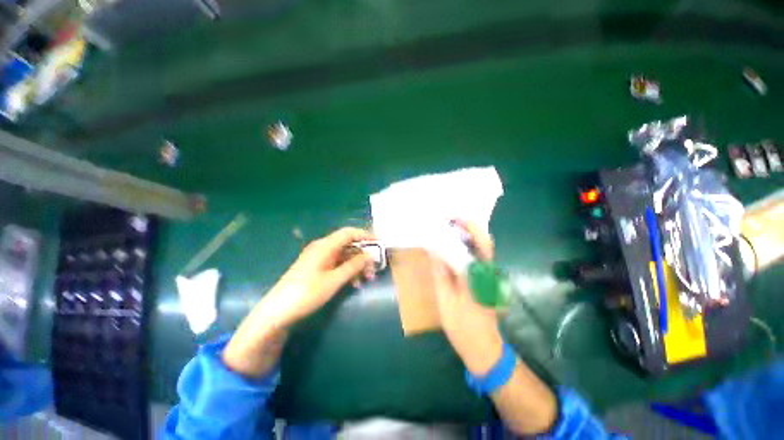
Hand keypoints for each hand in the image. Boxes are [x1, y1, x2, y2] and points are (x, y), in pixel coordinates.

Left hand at [223, 227, 375, 376]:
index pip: (349, 233)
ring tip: (367, 279)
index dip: (365, 235)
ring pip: (344, 255)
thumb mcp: (334, 280)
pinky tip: (354, 283)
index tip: (379, 244)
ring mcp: (319, 258)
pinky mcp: (317, 268)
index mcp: (325, 246)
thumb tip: (370, 255)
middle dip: (363, 255)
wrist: (277, 311)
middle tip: (374, 268)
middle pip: (348, 244)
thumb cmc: (306, 293)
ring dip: (357, 265)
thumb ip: (353, 266)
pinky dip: (347, 271)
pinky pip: (337, 264)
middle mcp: (322, 248)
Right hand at [431, 220, 503, 374]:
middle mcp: (488, 272)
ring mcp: (488, 276)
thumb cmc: (463, 326)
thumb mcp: (446, 299)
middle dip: (468, 228)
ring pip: (480, 249)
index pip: (481, 243)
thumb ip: (441, 273)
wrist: (482, 347)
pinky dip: (465, 248)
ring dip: (466, 236)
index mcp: (481, 275)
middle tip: (448, 222)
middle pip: (484, 242)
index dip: (470, 227)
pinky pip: (475, 258)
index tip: (453, 219)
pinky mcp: (483, 281)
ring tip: (447, 231)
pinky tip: (451, 248)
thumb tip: (434, 250)